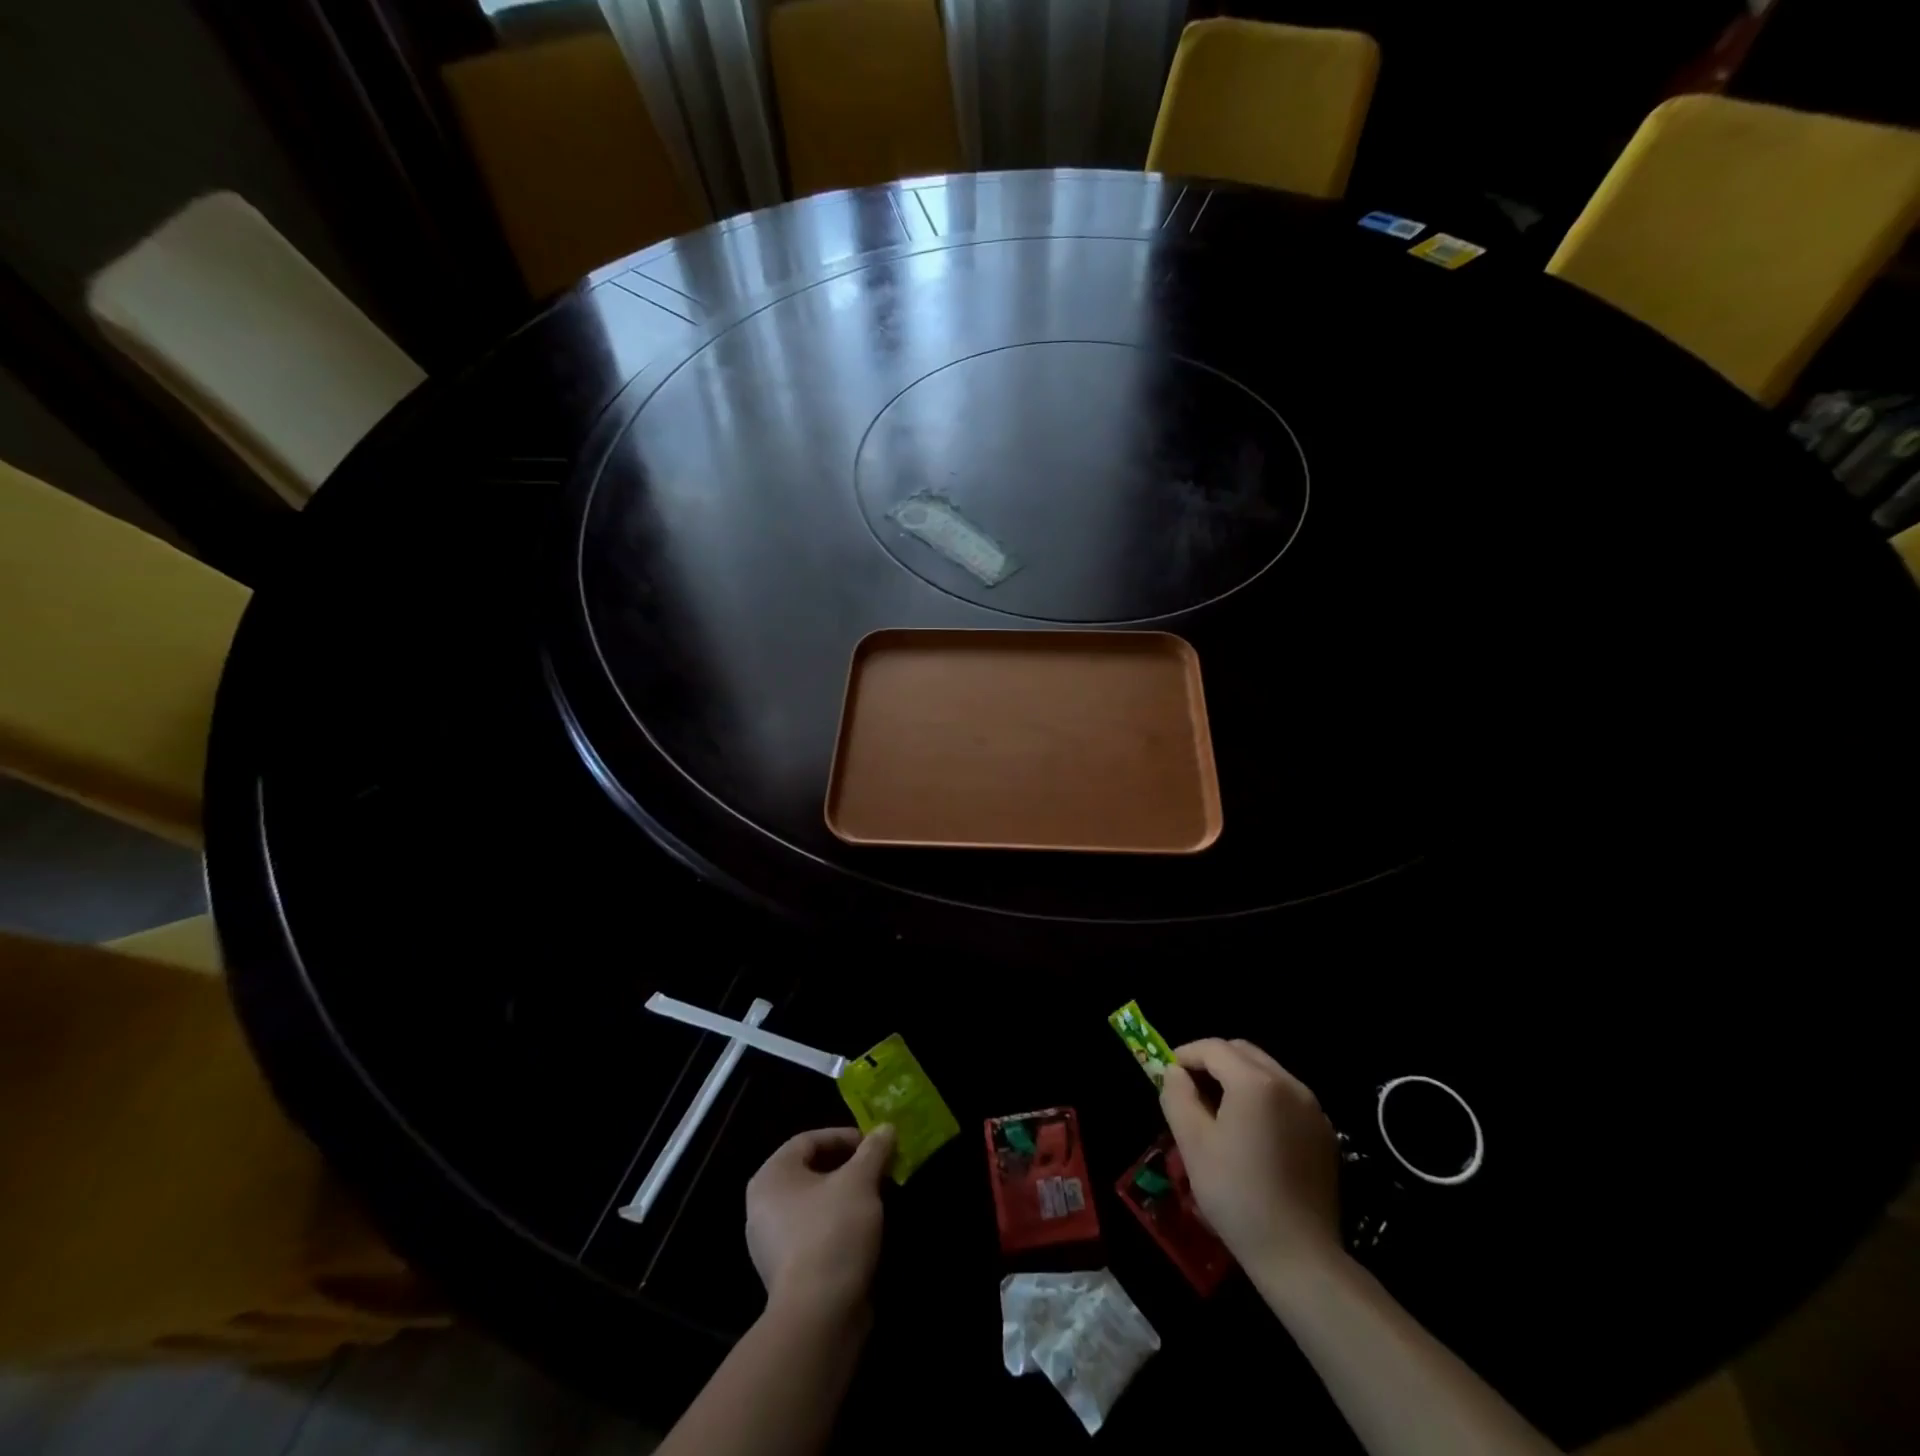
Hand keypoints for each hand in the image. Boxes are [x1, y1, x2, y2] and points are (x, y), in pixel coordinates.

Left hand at [745, 1126, 895, 1317]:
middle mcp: (762, 1205)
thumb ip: (873, 1150)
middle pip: (811, 1171)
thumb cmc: (833, 1232)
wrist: (819, 1317)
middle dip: (848, 1167)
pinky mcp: (786, 1272)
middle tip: (879, 1169)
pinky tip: (863, 1232)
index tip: (875, 1145)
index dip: (845, 1137)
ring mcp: (771, 1243)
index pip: (809, 1140)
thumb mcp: (860, 1181)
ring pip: (814, 1204)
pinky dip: (838, 1225)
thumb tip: (886, 1128)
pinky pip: (814, 1233)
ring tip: (877, 1198)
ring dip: (846, 1197)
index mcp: (771, 1176)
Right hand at [1160, 1038, 1340, 1274]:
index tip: (1168, 1074)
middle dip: (1212, 1061)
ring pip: (1266, 1072)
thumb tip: (1175, 1072)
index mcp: (1256, 1082)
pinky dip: (1262, 1098)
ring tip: (1218, 1110)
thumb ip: (1177, 1095)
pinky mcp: (1325, 1133)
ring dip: (1237, 1078)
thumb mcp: (1192, 1143)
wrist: (1300, 1257)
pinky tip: (1250, 1132)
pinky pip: (1286, 1097)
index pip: (1213, 1048)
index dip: (1185, 1054)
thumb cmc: (1237, 1195)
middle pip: (1242, 1052)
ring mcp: (1312, 1109)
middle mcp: (1289, 1084)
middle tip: (1190, 1089)